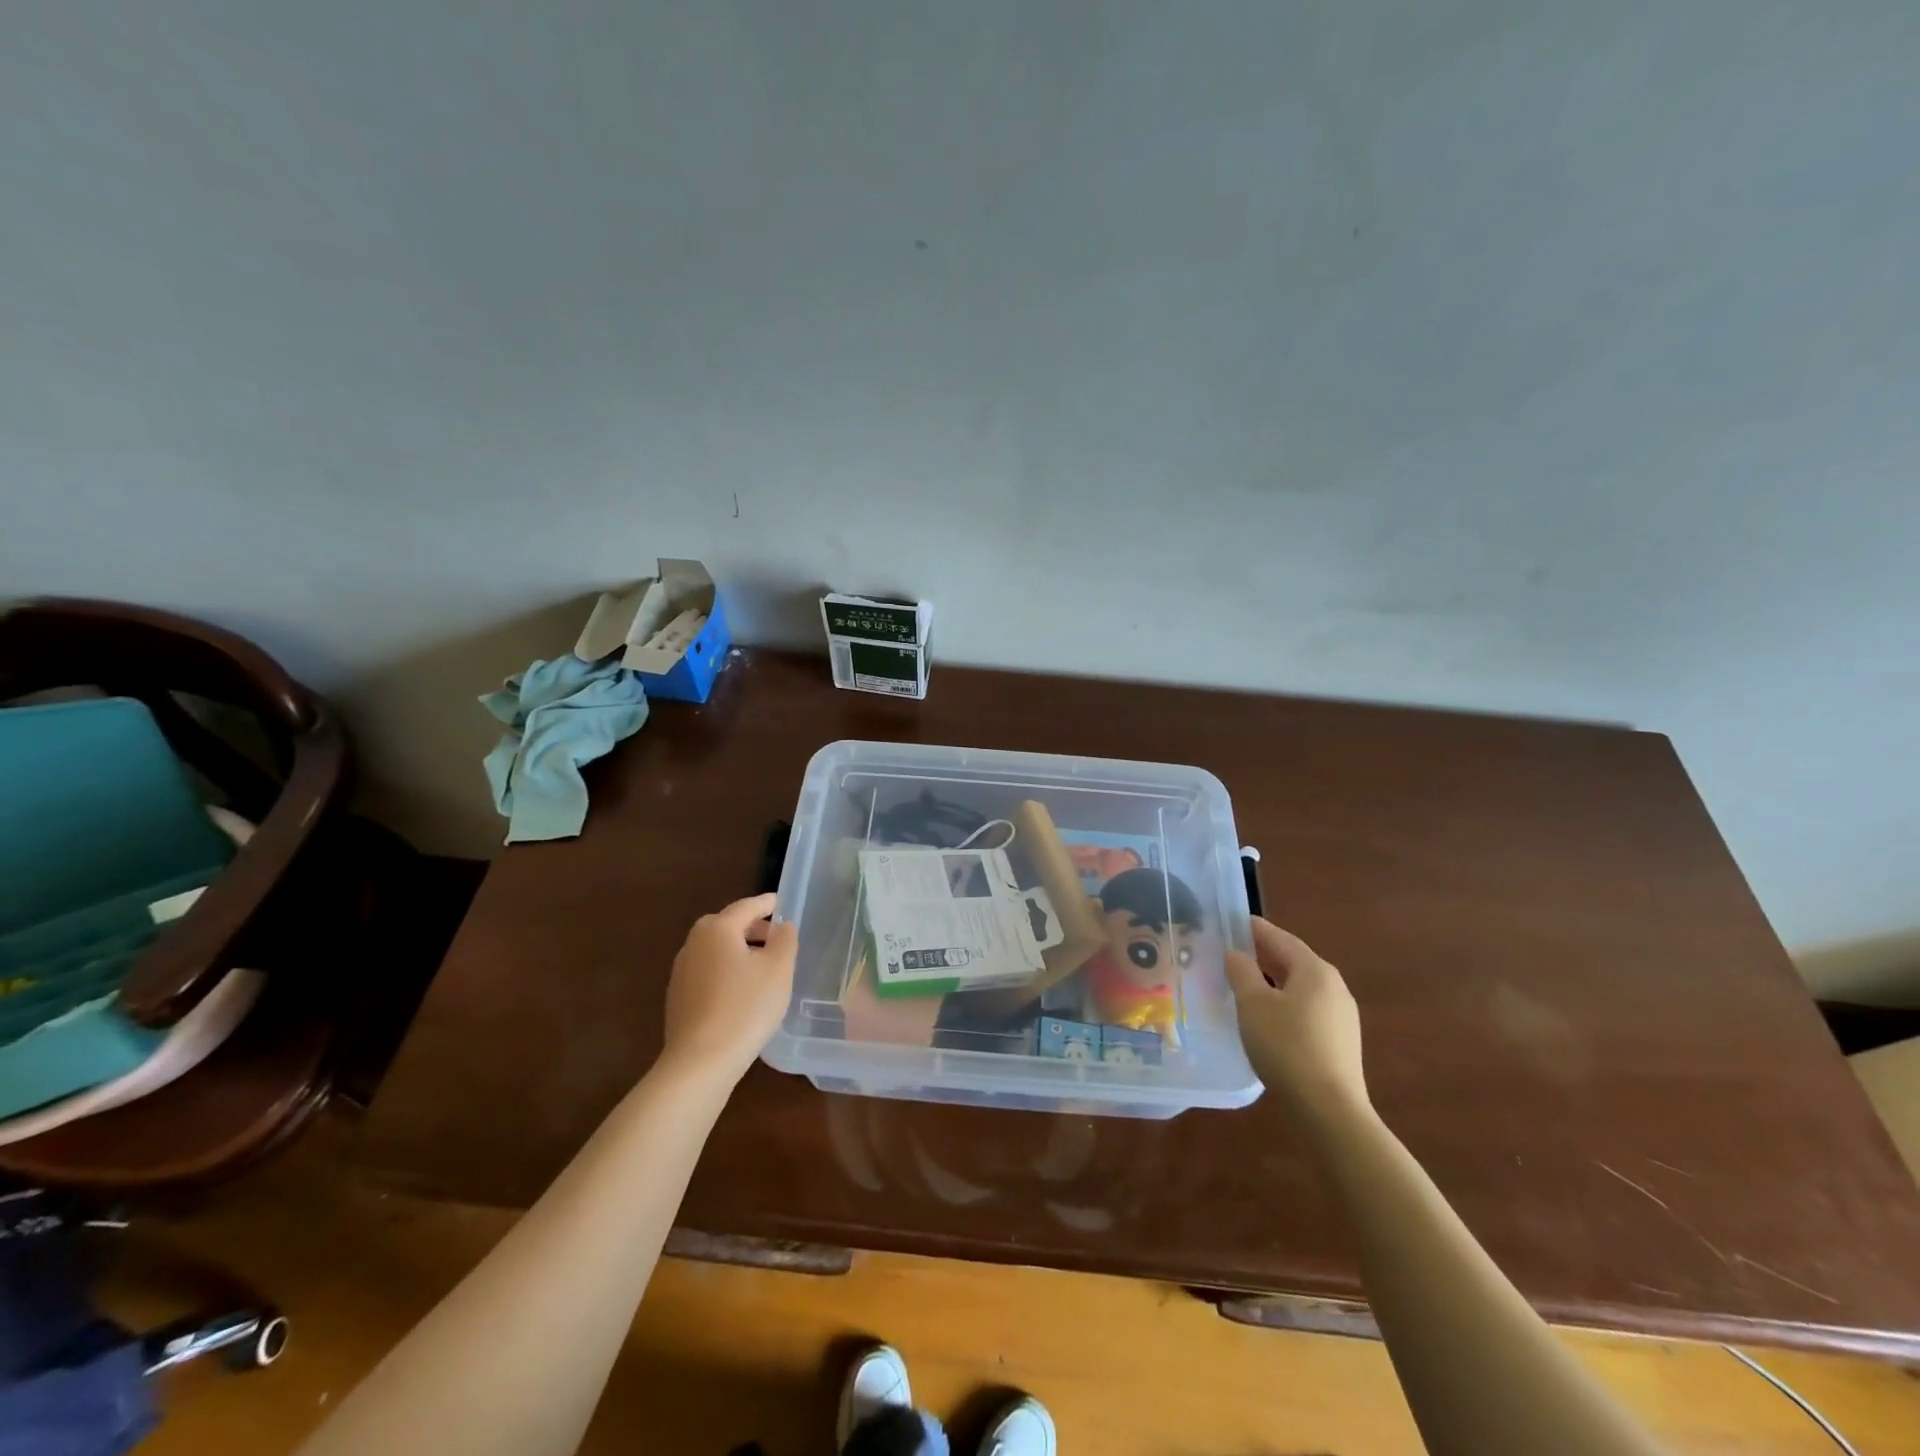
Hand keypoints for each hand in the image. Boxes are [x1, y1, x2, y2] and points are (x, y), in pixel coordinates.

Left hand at [661, 893, 797, 1082]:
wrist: (701, 1061)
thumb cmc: (746, 1007)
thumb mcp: (779, 969)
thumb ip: (785, 940)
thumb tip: (782, 926)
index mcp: (717, 929)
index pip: (746, 906)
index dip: (767, 904)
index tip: (780, 902)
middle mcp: (694, 944)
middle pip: (727, 926)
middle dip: (752, 928)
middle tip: (776, 937)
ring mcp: (681, 972)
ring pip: (716, 950)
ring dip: (738, 951)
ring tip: (762, 967)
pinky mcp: (678, 998)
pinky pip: (707, 972)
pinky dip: (726, 971)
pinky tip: (741, 992)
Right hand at [1226, 918, 1367, 1120]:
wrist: (1328, 1110)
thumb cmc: (1286, 1046)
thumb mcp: (1253, 1004)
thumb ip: (1241, 972)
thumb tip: (1236, 954)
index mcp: (1315, 970)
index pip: (1280, 938)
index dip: (1254, 929)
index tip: (1231, 922)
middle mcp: (1334, 986)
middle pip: (1293, 961)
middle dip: (1262, 955)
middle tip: (1231, 953)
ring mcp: (1341, 1016)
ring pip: (1299, 987)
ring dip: (1272, 982)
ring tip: (1243, 985)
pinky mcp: (1340, 1042)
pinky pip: (1306, 1009)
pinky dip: (1284, 1004)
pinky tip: (1266, 1018)